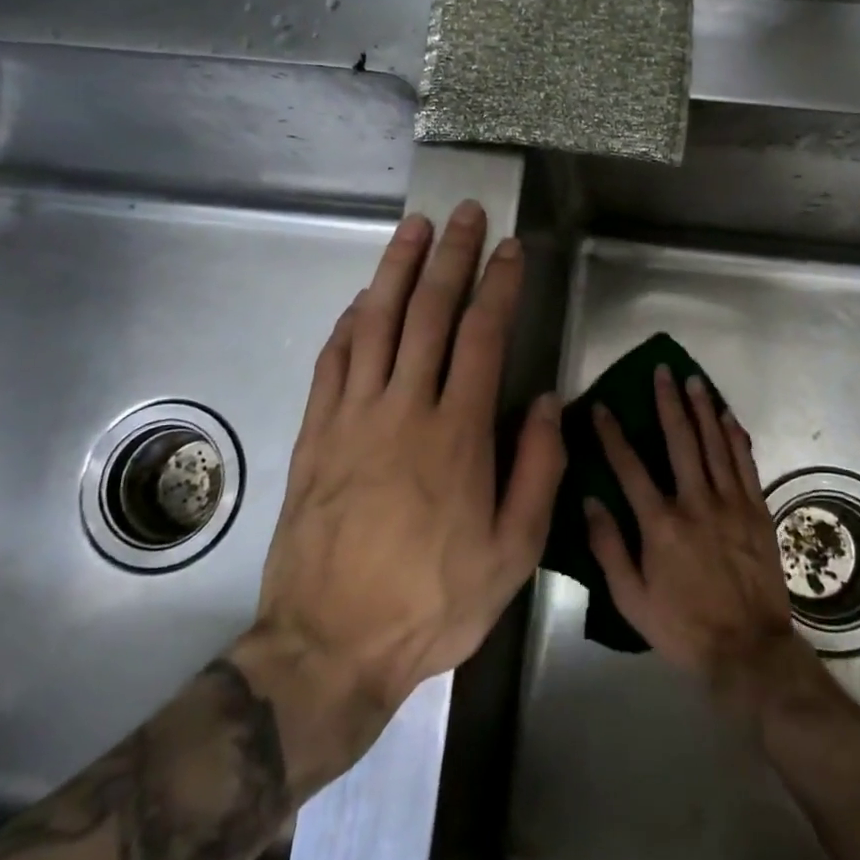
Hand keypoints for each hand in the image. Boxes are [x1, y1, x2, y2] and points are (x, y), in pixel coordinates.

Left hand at [237, 201, 564, 725]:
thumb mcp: (513, 551)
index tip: (511, 249)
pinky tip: (361, 301)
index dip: (499, 285)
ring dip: (396, 270)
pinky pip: (333, 362)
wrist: (330, 645)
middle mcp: (404, 409)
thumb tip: (544, 402)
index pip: (482, 336)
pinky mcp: (315, 434)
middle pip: (428, 313)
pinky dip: (349, 323)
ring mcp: (351, 417)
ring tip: (414, 229)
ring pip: (375, 324)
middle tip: (465, 214)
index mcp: (457, 434)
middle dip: (451, 257)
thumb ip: (537, 469)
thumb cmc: (433, 600)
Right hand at [585, 366, 812, 714]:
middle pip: (680, 440)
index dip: (613, 434)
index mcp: (660, 524)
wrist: (749, 650)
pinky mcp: (757, 510)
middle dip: (668, 402)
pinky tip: (727, 416)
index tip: (602, 406)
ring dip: (703, 408)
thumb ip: (609, 547)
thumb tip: (589, 501)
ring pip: (715, 444)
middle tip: (663, 370)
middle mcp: (696, 503)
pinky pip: (745, 463)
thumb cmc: (683, 627)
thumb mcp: (631, 599)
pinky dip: (735, 437)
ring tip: (694, 379)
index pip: (629, 467)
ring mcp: (731, 503)